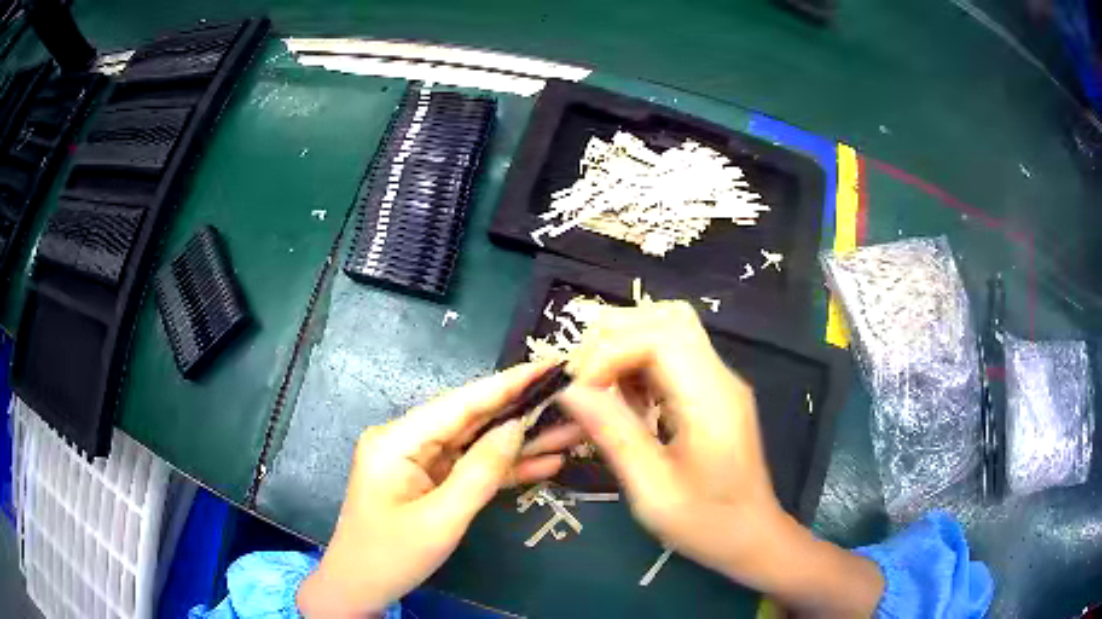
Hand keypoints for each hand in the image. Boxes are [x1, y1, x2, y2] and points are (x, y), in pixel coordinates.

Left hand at [297, 362, 582, 617]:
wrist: (359, 588)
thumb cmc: (391, 556)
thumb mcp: (441, 520)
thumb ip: (480, 472)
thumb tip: (515, 427)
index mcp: (397, 440)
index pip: (460, 403)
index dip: (507, 383)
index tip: (549, 365)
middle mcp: (406, 440)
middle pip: (471, 421)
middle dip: (522, 413)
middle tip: (572, 401)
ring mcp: (417, 461)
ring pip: (476, 444)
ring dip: (520, 443)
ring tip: (571, 433)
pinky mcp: (427, 480)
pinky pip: (469, 468)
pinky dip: (503, 469)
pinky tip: (544, 463)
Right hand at [559, 302, 882, 616]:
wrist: (752, 536)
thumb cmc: (706, 524)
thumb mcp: (653, 491)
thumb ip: (615, 435)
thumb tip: (570, 390)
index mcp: (711, 400)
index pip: (661, 336)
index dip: (611, 352)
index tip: (580, 391)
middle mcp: (719, 377)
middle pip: (667, 318)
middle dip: (614, 337)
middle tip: (584, 382)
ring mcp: (719, 380)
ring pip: (669, 328)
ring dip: (625, 347)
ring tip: (601, 390)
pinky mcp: (712, 390)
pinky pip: (672, 353)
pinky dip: (639, 363)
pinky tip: (628, 401)